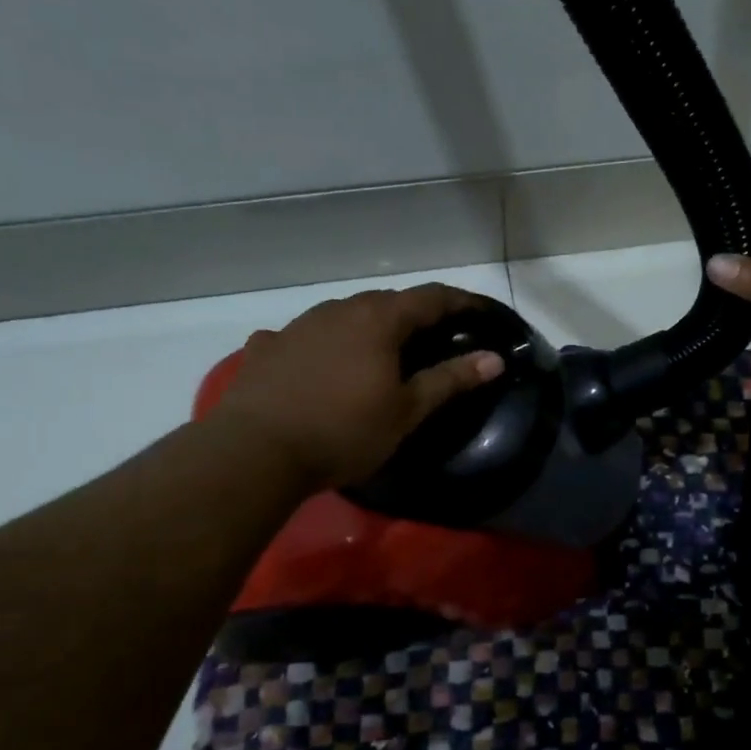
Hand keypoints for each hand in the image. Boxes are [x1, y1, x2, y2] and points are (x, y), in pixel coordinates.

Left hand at [214, 284, 504, 489]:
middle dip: (415, 315)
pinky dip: (321, 345)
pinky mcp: (266, 348)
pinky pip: (304, 337)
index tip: (482, 313)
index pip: (431, 297)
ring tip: (379, 353)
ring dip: (368, 327)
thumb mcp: (406, 411)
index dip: (462, 302)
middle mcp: (338, 310)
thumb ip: (450, 380)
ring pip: (344, 315)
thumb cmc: (344, 431)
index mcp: (379, 320)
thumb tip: (493, 359)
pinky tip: (317, 365)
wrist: (256, 452)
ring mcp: (298, 326)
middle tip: (434, 339)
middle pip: (387, 302)